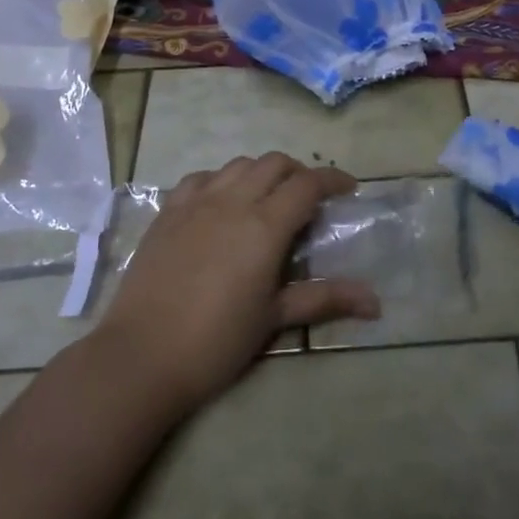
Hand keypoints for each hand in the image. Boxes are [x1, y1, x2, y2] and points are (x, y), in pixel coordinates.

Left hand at [95, 153, 380, 414]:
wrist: (142, 355)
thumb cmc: (217, 341)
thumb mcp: (274, 319)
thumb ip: (325, 299)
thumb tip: (376, 303)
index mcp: (265, 225)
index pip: (307, 184)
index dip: (333, 179)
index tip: (348, 189)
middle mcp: (232, 201)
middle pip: (274, 163)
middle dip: (298, 172)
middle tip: (309, 199)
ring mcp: (195, 203)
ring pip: (238, 165)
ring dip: (261, 173)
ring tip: (267, 199)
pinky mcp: (167, 212)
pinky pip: (200, 178)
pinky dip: (221, 180)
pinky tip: (221, 203)